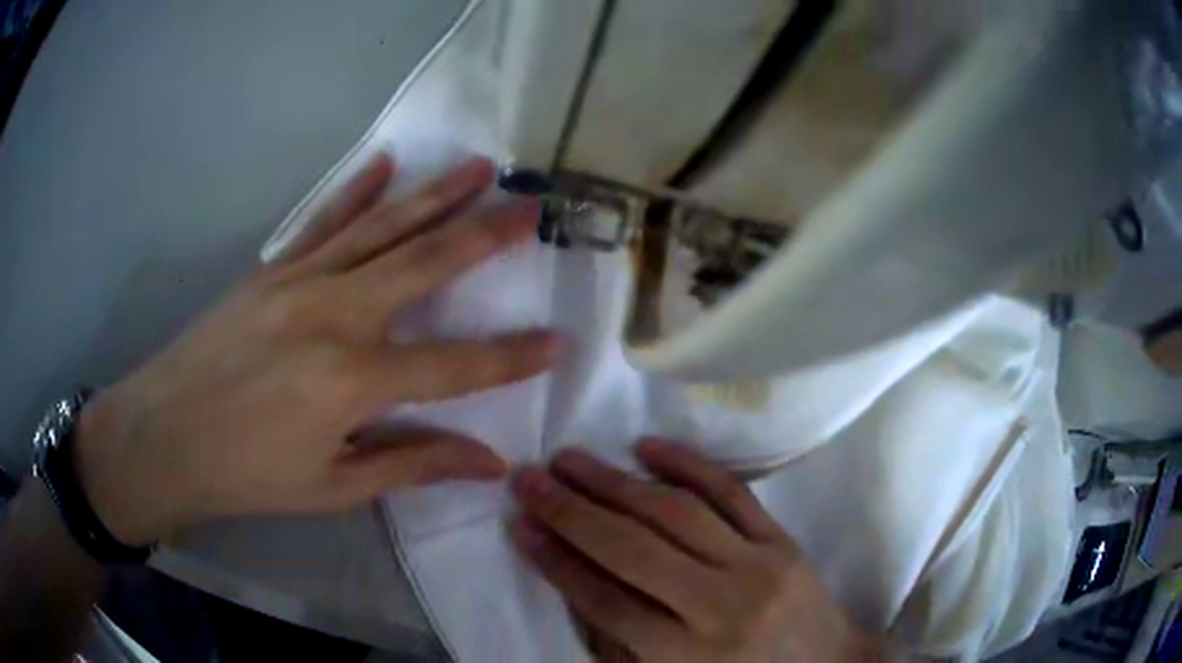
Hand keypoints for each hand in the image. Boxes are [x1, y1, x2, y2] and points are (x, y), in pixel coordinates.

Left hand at [75, 154, 557, 545]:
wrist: (164, 436)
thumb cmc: (248, 474)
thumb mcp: (333, 486)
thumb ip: (411, 463)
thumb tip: (488, 462)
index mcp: (353, 380)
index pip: (455, 366)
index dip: (511, 357)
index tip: (557, 341)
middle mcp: (335, 315)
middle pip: (426, 264)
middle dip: (486, 236)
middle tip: (531, 208)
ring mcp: (300, 281)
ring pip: (382, 228)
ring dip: (435, 196)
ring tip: (478, 168)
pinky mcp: (272, 269)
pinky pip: (325, 221)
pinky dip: (357, 190)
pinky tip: (386, 163)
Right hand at [510, 441, 883, 661]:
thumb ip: (624, 644)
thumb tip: (575, 582)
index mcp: (688, 656)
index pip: (606, 601)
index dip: (556, 562)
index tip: (518, 526)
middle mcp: (720, 607)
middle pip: (632, 550)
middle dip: (571, 511)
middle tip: (528, 478)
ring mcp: (756, 566)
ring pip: (675, 514)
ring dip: (615, 482)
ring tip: (569, 459)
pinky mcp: (781, 539)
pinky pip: (731, 492)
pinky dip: (688, 465)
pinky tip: (647, 446)